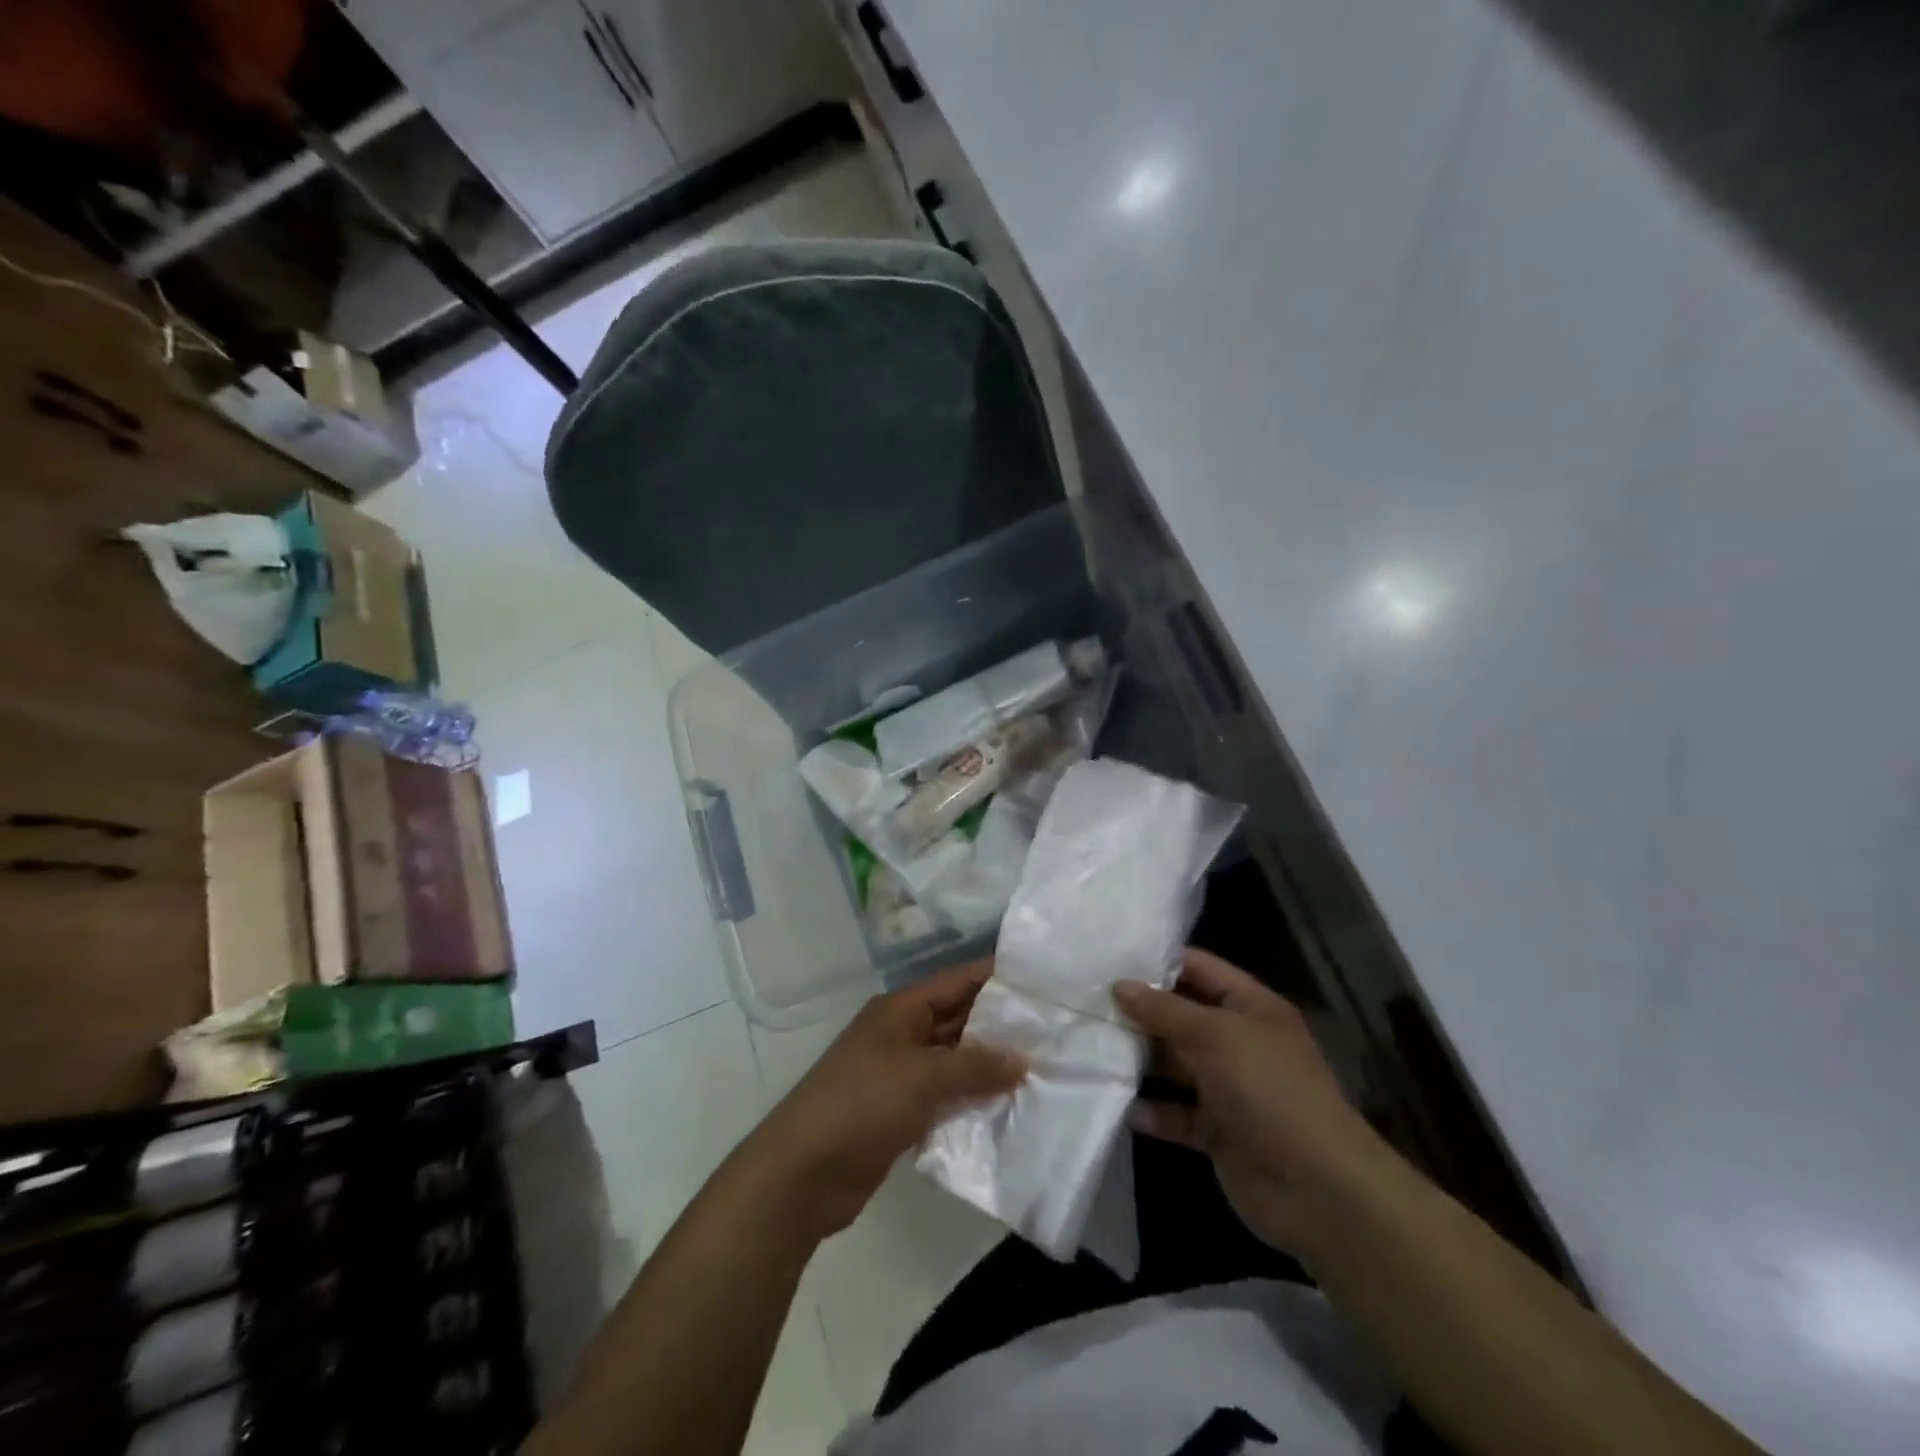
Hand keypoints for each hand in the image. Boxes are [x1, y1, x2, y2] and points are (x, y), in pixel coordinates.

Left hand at [746, 961, 1025, 1239]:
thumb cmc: (862, 1104)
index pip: (958, 981)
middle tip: (1054, 1031)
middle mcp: (903, 1033)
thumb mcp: (922, 1076)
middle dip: (1001, 1026)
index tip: (1043, 981)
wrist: (802, 1173)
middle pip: (959, 1020)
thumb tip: (1023, 1060)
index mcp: (901, 1009)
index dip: (997, 978)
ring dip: (990, 1067)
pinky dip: (972, 1100)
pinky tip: (1009, 1108)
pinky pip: (946, 1096)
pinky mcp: (901, 1112)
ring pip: (955, 1061)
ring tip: (1043, 1070)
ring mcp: (900, 1074)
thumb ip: (974, 1066)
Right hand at [1115, 948, 1390, 1258]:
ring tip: (1089, 1048)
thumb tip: (1120, 985)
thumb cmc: (1268, 1090)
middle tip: (1086, 1003)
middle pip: (1180, 1017)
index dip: (1158, 962)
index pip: (1199, 969)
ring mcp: (1227, 1087)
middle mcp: (1238, 1041)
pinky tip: (1120, 1105)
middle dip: (1139, 1012)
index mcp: (1250, 1007)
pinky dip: (1151, 1111)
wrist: (1317, 1189)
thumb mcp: (1215, 1035)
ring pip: (1174, 1065)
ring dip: (1139, 1061)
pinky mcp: (1216, 1130)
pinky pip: (1176, 1113)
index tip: (1109, 960)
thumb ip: (1165, 1009)